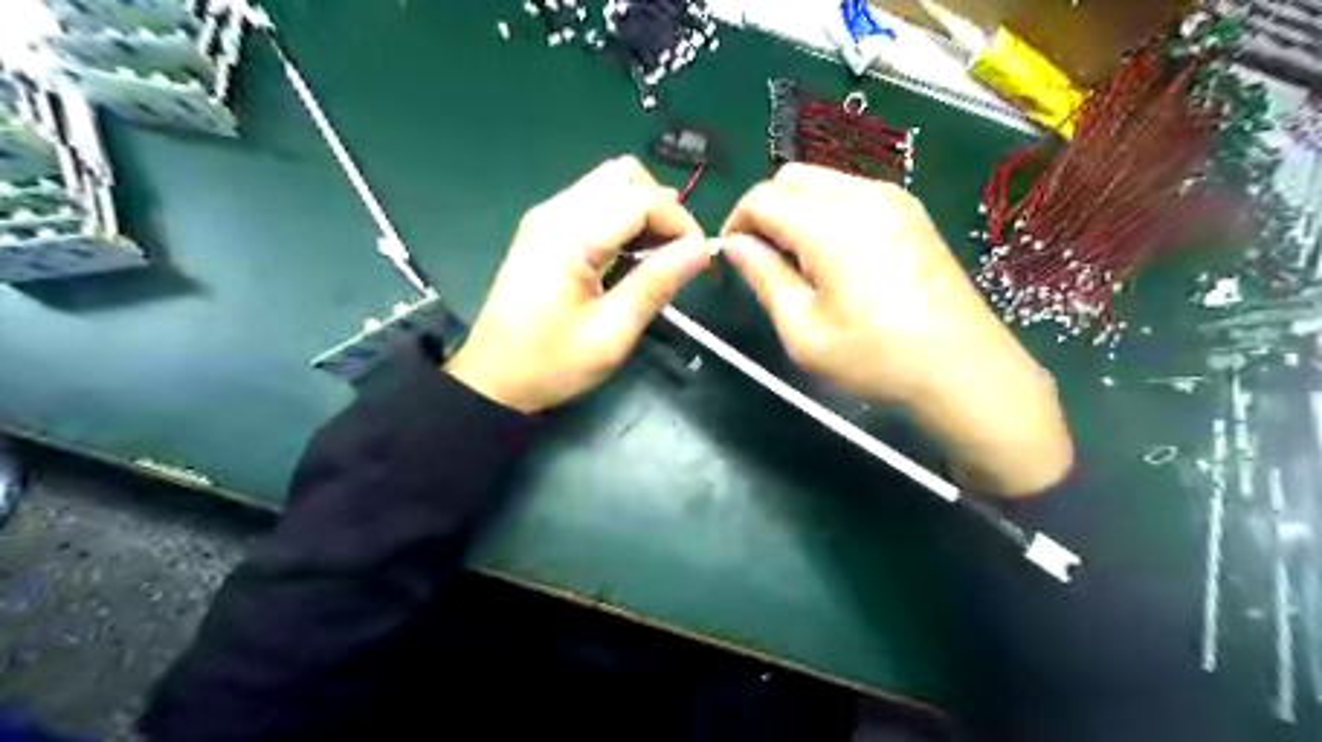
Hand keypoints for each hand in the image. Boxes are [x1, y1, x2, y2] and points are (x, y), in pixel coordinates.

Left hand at [446, 153, 711, 414]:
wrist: (492, 381)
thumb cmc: (551, 363)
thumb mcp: (611, 332)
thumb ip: (656, 284)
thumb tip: (701, 249)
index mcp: (571, 236)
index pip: (642, 199)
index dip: (680, 223)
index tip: (698, 260)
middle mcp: (555, 213)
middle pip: (623, 175)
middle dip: (661, 208)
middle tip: (675, 254)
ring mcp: (546, 219)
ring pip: (609, 185)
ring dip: (642, 213)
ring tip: (655, 259)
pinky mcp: (543, 231)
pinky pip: (593, 204)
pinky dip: (621, 221)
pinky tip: (628, 258)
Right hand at [722, 165, 1071, 496]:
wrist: (963, 368)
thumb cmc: (876, 357)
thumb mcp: (804, 330)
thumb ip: (764, 278)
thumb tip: (735, 246)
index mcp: (831, 224)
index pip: (762, 197)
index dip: (736, 223)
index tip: (733, 258)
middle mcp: (862, 195)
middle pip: (792, 177)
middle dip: (765, 210)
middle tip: (764, 259)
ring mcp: (894, 198)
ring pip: (823, 181)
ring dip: (797, 210)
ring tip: (800, 262)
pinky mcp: (912, 212)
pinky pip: (853, 193)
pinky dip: (827, 212)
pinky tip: (836, 257)